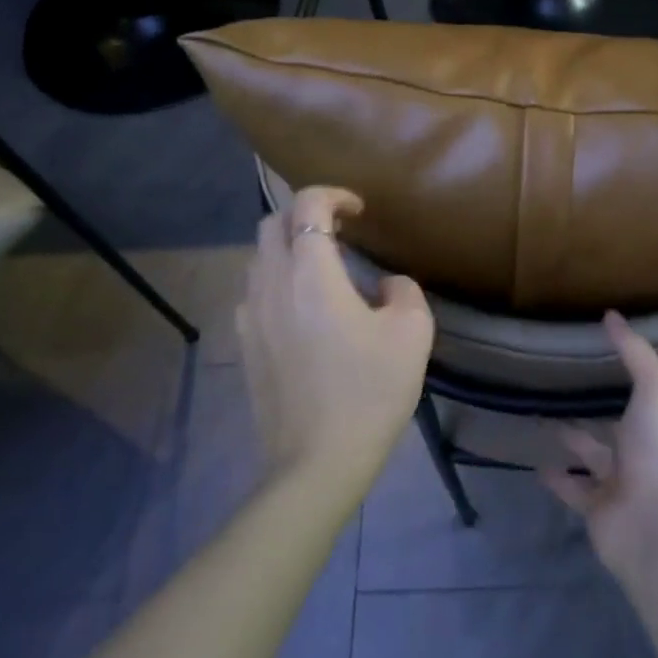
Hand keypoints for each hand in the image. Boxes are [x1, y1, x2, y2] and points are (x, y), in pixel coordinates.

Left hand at [237, 187, 434, 501]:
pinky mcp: (244, 345)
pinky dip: (276, 281)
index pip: (307, 205)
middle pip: (273, 224)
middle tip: (341, 231)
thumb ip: (404, 291)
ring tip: (323, 269)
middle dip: (305, 215)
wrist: (317, 462)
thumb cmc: (369, 391)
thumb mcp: (413, 333)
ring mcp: (250, 316)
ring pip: (258, 258)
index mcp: (311, 274)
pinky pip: (254, 292)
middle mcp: (271, 284)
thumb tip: (385, 284)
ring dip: (288, 248)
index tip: (360, 210)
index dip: (334, 195)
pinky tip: (303, 309)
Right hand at [537, 311, 657, 574]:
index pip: (651, 395)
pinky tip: (536, 461)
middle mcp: (645, 451)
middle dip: (599, 408)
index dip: (636, 378)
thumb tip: (611, 314)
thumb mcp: (654, 386)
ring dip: (572, 438)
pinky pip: (572, 488)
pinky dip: (556, 477)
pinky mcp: (596, 508)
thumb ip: (634, 351)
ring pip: (592, 455)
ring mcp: (621, 482)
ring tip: (543, 415)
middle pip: (618, 425)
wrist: (654, 523)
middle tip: (566, 384)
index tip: (608, 357)